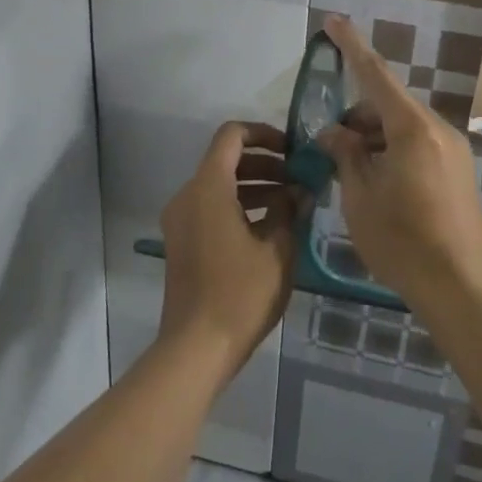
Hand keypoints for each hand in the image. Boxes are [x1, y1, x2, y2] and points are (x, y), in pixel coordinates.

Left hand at [157, 122, 302, 383]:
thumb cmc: (240, 294)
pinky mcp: (182, 241)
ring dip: (255, 186)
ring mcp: (181, 220)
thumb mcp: (277, 249)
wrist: (196, 347)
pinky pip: (211, 208)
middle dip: (266, 164)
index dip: (265, 134)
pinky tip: (271, 227)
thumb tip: (300, 191)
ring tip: (293, 203)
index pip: (232, 135)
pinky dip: (239, 206)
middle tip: (300, 179)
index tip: (293, 150)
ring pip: (219, 185)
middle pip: (226, 160)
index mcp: (208, 188)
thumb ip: (289, 210)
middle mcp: (188, 195)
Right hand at [317, 16, 481, 312]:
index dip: (351, 46)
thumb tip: (333, 132)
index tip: (332, 21)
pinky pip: (418, 145)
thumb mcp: (360, 197)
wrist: (461, 287)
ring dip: (373, 137)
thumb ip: (345, 155)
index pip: (375, 75)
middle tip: (328, 144)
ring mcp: (453, 150)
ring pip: (403, 127)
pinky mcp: (458, 171)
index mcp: (412, 128)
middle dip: (357, 116)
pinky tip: (375, 181)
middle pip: (389, 105)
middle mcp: (438, 129)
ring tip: (349, 169)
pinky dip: (392, 150)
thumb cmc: (402, 241)